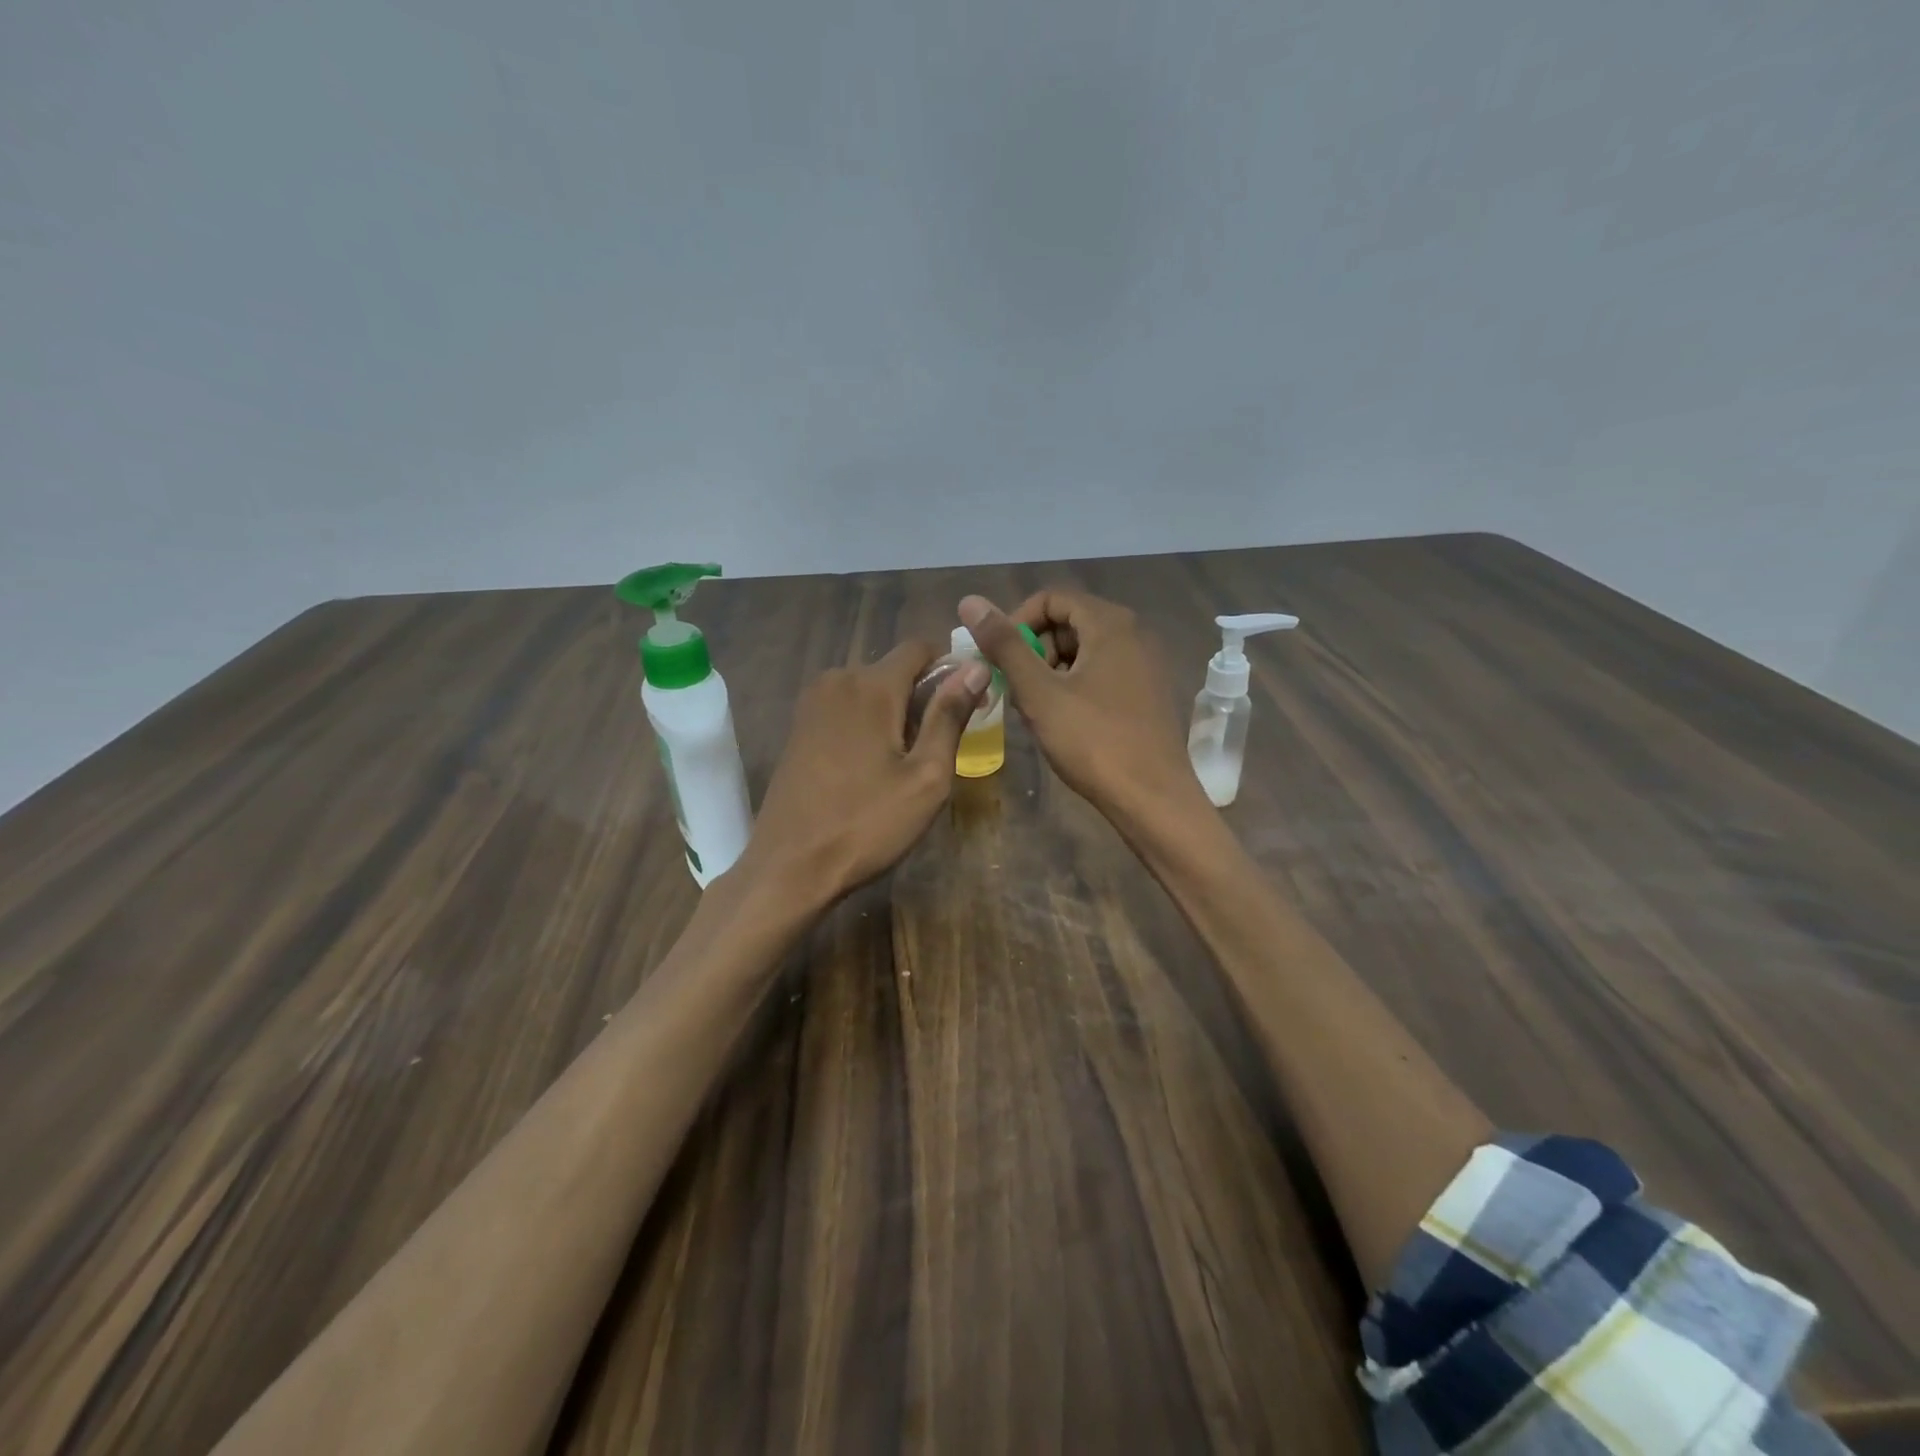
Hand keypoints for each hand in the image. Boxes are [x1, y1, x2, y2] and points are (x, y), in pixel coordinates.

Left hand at [740, 642, 988, 904]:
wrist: (789, 867)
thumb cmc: (867, 824)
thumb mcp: (925, 776)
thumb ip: (950, 716)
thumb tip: (975, 666)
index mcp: (871, 685)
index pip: (919, 647)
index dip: (950, 667)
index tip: (968, 703)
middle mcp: (837, 680)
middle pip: (893, 669)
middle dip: (922, 695)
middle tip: (939, 746)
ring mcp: (811, 704)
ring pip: (869, 690)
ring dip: (895, 712)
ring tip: (906, 762)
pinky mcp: (798, 728)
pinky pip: (845, 708)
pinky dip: (867, 723)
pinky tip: (871, 766)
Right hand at [959, 590, 1200, 821]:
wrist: (1152, 798)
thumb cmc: (1093, 741)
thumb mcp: (1039, 692)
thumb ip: (1004, 645)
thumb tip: (970, 602)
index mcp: (1110, 624)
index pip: (1051, 598)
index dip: (1016, 622)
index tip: (999, 659)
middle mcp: (1134, 634)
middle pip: (1068, 623)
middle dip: (1033, 651)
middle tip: (1016, 690)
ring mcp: (1145, 664)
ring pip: (1083, 651)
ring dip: (1051, 673)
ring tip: (1036, 711)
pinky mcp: (1147, 692)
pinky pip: (1102, 673)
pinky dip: (1074, 687)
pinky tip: (1063, 722)